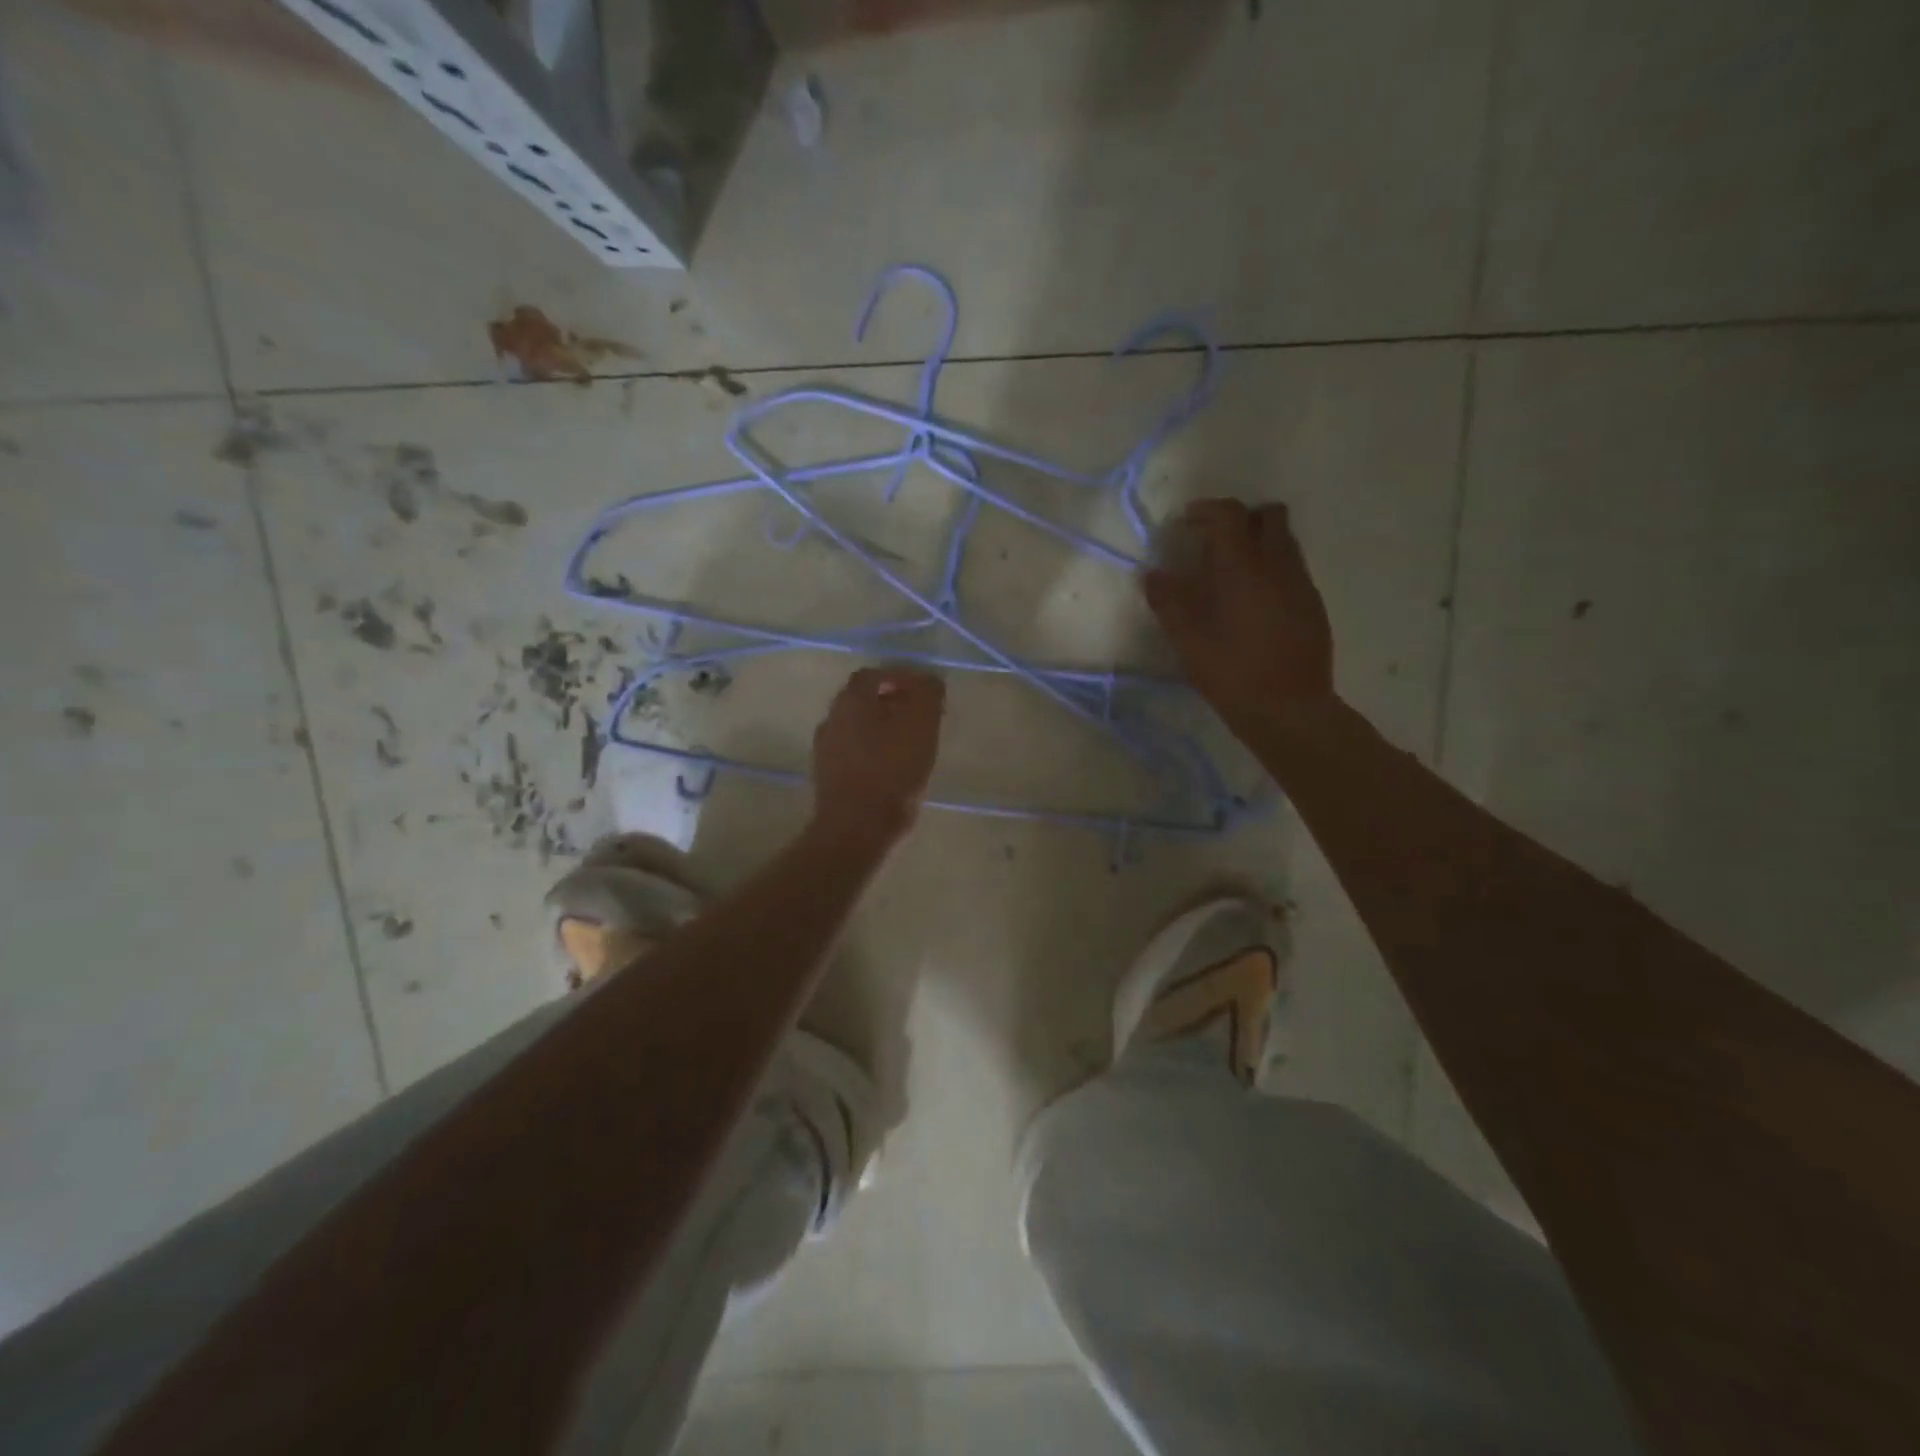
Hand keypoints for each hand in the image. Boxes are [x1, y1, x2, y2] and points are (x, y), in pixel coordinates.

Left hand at [811, 667, 945, 846]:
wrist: (856, 828)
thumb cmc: (892, 772)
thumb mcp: (921, 726)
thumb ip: (927, 695)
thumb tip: (928, 680)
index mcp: (851, 700)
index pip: (875, 675)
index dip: (901, 678)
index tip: (926, 693)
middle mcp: (832, 718)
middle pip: (864, 700)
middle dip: (893, 703)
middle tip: (921, 718)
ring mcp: (825, 749)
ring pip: (858, 727)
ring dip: (883, 729)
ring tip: (911, 744)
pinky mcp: (828, 777)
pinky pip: (854, 753)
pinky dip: (874, 752)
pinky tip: (893, 769)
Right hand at [1143, 499, 1334, 731]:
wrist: (1290, 709)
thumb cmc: (1233, 674)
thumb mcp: (1188, 642)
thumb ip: (1168, 602)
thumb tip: (1153, 574)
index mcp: (1243, 569)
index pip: (1230, 514)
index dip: (1206, 509)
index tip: (1185, 522)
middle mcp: (1278, 566)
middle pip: (1268, 515)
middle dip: (1240, 518)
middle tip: (1213, 541)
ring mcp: (1301, 584)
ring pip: (1285, 540)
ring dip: (1258, 541)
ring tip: (1232, 571)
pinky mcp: (1313, 604)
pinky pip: (1293, 567)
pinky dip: (1272, 567)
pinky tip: (1254, 601)